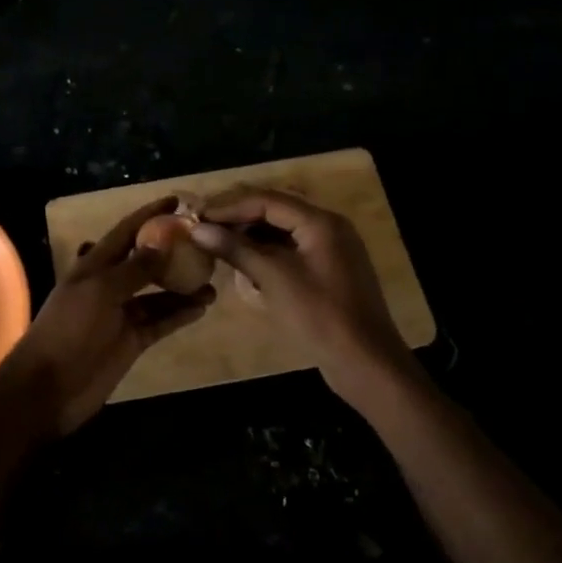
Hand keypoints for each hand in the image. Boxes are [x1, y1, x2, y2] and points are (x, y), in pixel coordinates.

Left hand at [0, 197, 214, 435]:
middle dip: (171, 251)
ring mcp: (120, 315)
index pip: (125, 232)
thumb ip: (134, 268)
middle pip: (144, 261)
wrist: (49, 387)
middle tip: (205, 243)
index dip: (148, 215)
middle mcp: (108, 286)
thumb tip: (163, 243)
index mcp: (93, 266)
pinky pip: (160, 321)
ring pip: (156, 294)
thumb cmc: (69, 330)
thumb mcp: (100, 291)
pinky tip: (201, 307)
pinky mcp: (131, 341)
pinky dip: (179, 314)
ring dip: (182, 286)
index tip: (177, 201)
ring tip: (213, 280)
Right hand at [189, 188, 417, 405]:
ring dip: (250, 236)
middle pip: (275, 210)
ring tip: (217, 244)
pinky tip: (243, 264)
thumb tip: (198, 229)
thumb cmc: (319, 316)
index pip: (266, 200)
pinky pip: (290, 251)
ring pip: (281, 231)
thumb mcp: (273, 279)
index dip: (229, 206)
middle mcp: (327, 227)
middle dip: (238, 218)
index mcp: (320, 222)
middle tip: (203, 227)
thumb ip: (236, 249)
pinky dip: (265, 254)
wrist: (365, 362)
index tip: (196, 216)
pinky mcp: (327, 272)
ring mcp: (329, 250)